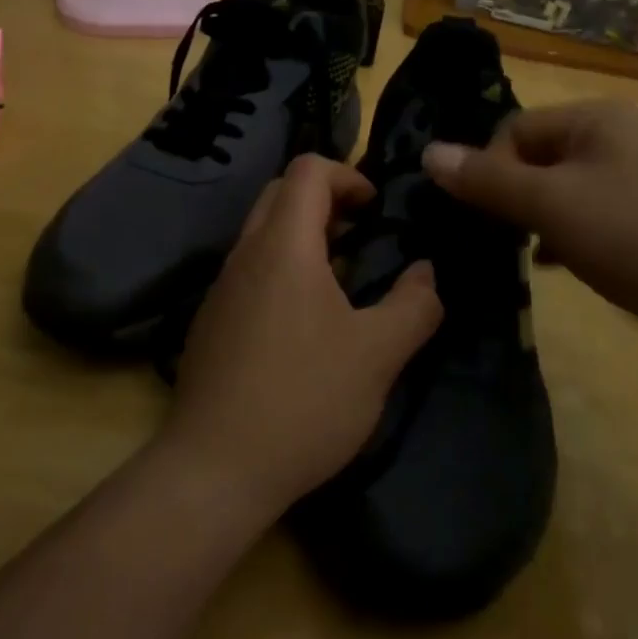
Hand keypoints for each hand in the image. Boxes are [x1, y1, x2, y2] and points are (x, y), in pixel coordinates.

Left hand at [165, 154, 443, 518]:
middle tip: (361, 236)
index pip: (307, 169)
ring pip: (262, 234)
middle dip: (326, 200)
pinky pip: (250, 271)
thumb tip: (425, 271)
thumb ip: (414, 304)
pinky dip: (282, 270)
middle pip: (281, 193)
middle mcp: (244, 254)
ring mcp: (221, 289)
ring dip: (303, 238)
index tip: (375, 210)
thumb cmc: (304, 399)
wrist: (214, 469)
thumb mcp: (378, 354)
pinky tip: (305, 325)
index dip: (347, 174)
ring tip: (342, 281)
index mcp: (283, 245)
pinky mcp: (211, 322)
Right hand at [422, 101, 637, 353]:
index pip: (514, 130)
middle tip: (501, 239)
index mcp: (596, 120)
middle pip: (540, 157)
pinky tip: (563, 265)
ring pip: (567, 190)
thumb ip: (489, 181)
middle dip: (514, 196)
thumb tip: (428, 153)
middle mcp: (620, 137)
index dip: (489, 170)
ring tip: (529, 256)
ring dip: (540, 219)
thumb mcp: (555, 206)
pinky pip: (596, 214)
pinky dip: (573, 235)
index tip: (483, 217)